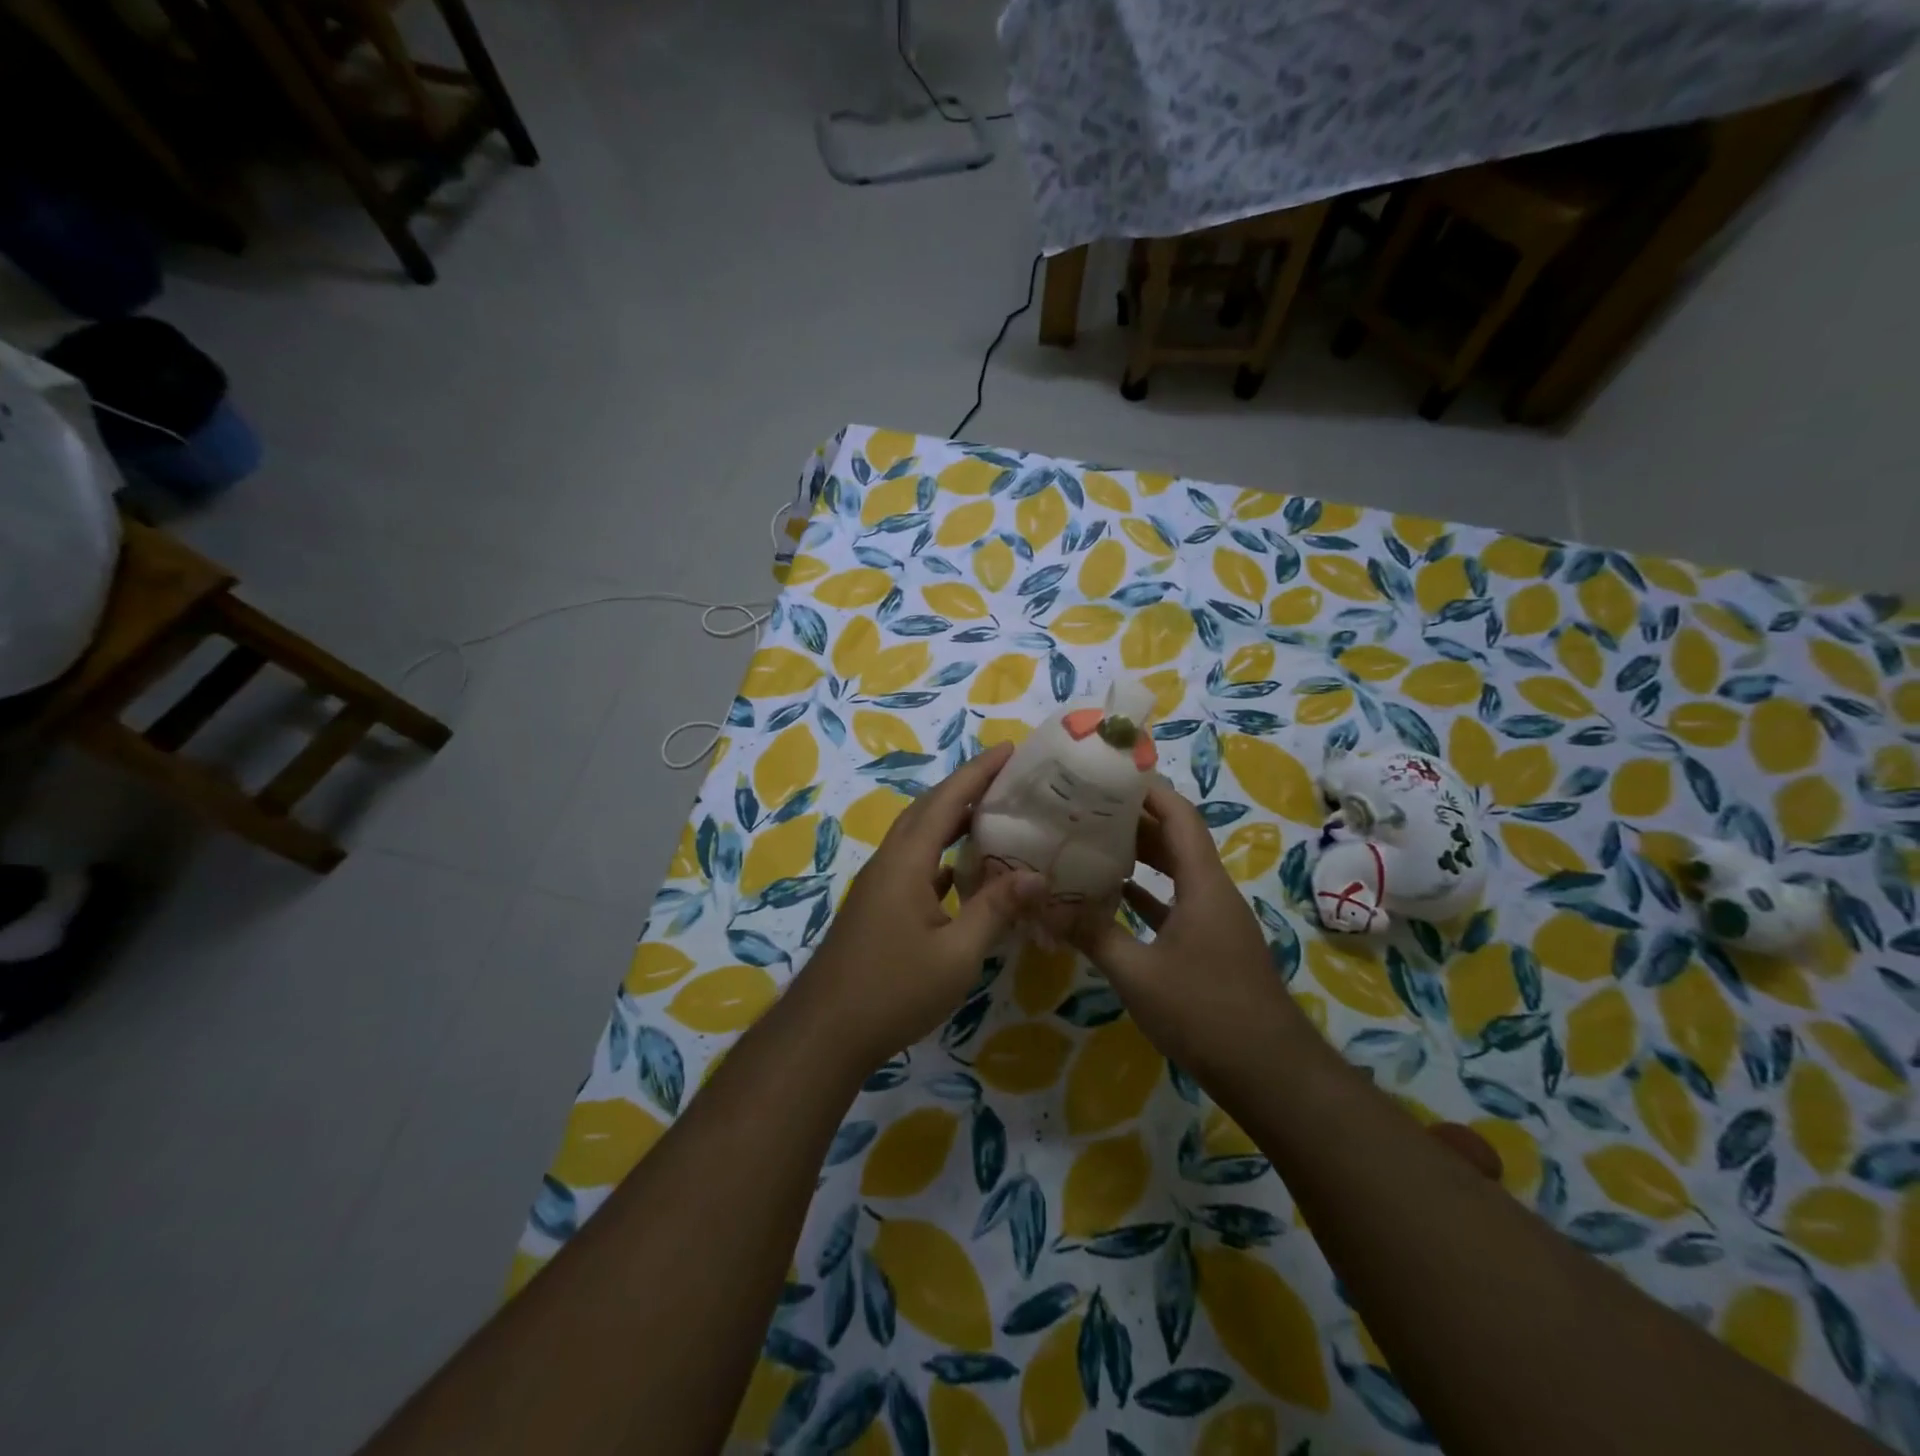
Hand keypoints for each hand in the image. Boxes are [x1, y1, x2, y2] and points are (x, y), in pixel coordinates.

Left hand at [796, 742, 1043, 1071]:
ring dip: (953, 819)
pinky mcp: (878, 906)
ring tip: (993, 814)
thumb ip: (995, 909)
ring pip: (919, 836)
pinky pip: (915, 863)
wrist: (826, 1031)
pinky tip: (964, 870)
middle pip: (929, 809)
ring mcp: (880, 884)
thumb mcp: (956, 953)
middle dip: (966, 787)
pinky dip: (942, 855)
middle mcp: (890, 862)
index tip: (1009, 750)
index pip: (946, 801)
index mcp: (906, 861)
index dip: (978, 772)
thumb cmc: (893, 990)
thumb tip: (1037, 875)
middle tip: (1008, 777)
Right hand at [1069, 781, 1305, 1071]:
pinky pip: (1174, 905)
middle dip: (1133, 820)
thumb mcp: (1138, 974)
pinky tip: (1113, 898)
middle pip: (1175, 840)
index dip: (1148, 790)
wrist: (1270, 1075)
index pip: (1179, 816)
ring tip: (1090, 842)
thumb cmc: (1205, 1012)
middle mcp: (1212, 892)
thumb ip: (1092, 935)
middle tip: (1084, 808)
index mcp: (1203, 884)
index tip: (1108, 775)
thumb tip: (1043, 903)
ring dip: (1139, 858)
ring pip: (1174, 873)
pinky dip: (1146, 896)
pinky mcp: (1210, 947)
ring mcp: (1213, 921)